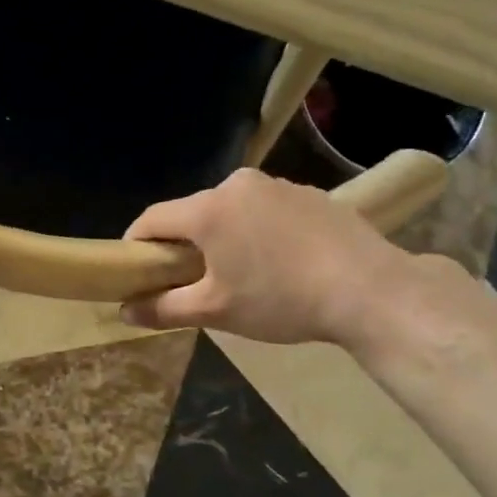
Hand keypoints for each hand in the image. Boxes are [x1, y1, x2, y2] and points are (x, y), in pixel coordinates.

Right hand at [118, 168, 415, 344]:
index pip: (152, 219)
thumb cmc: (281, 300)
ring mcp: (279, 186)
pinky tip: (281, 262)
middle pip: (193, 212)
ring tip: (241, 273)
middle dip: (184, 243)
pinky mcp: (311, 195)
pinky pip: (267, 210)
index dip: (137, 244)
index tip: (136, 270)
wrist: (371, 291)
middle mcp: (239, 186)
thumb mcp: (216, 311)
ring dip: (224, 236)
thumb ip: (164, 308)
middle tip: (190, 279)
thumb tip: (125, 311)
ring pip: (232, 210)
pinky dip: (259, 231)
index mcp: (209, 210)